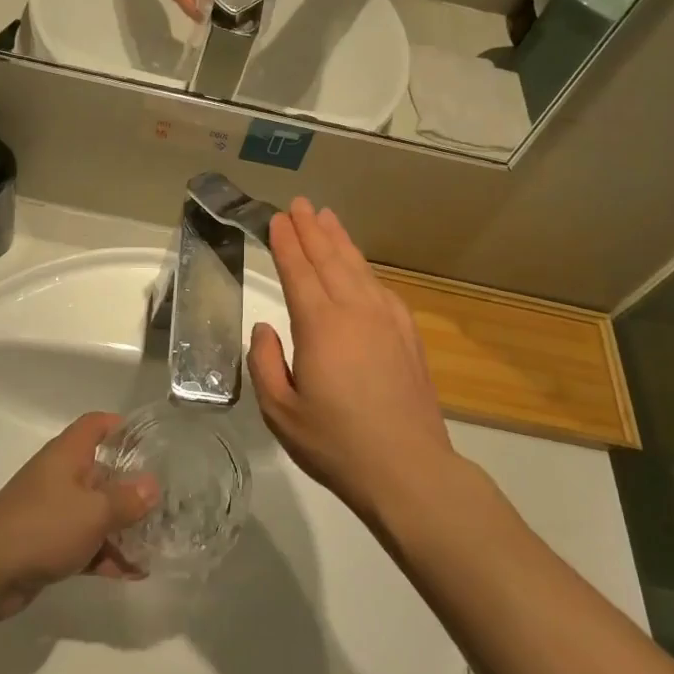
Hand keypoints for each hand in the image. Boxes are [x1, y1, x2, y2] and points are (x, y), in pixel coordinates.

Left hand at [0, 410, 158, 620]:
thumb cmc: (42, 526)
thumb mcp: (94, 512)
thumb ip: (127, 500)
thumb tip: (153, 486)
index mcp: (68, 455)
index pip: (96, 425)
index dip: (121, 426)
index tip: (150, 441)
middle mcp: (61, 477)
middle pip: (102, 472)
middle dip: (132, 488)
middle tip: (167, 502)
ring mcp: (53, 512)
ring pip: (95, 513)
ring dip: (122, 528)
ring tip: (157, 544)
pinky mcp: (48, 545)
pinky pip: (85, 544)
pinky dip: (106, 555)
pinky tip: (133, 573)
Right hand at [247, 199, 458, 525]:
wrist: (408, 469)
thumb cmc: (336, 443)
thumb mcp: (280, 412)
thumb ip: (265, 364)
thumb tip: (266, 329)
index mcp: (321, 325)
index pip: (298, 271)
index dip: (286, 243)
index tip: (277, 219)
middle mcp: (355, 311)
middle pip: (329, 259)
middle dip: (311, 229)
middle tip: (300, 204)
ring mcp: (387, 320)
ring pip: (358, 268)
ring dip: (340, 241)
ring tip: (328, 218)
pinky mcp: (408, 335)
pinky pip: (382, 288)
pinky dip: (366, 270)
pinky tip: (361, 268)